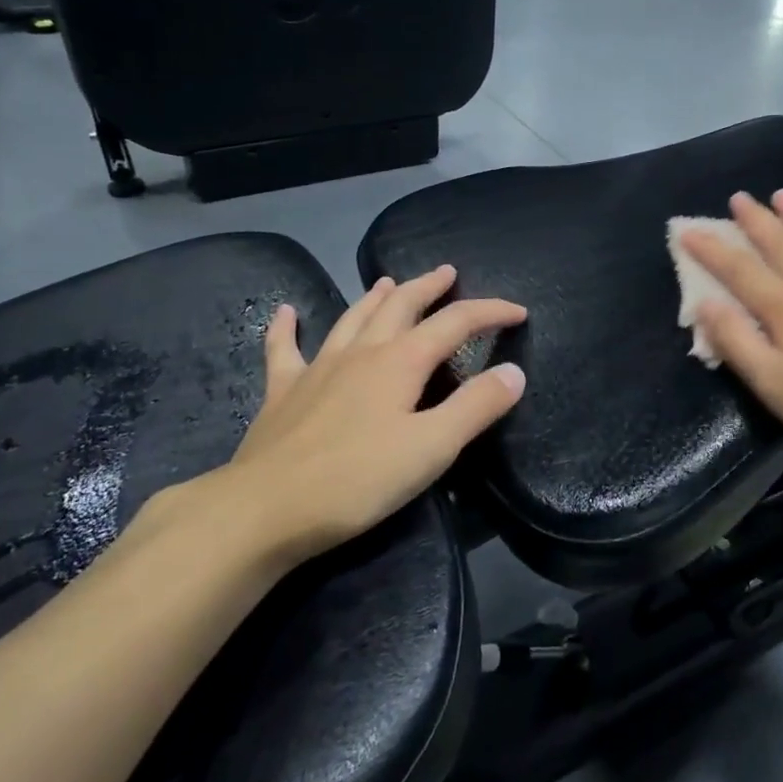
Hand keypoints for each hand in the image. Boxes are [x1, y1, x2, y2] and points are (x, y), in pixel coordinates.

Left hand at [145, 267, 525, 575]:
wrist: (264, 508)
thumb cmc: (357, 480)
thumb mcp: (432, 448)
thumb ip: (476, 407)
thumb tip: (514, 372)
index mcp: (400, 362)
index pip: (455, 323)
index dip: (490, 312)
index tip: (518, 312)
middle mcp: (361, 353)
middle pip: (401, 306)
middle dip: (429, 287)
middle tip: (447, 273)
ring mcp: (318, 368)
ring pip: (352, 318)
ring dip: (375, 297)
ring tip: (389, 281)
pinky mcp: (283, 392)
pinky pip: (285, 349)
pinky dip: (287, 328)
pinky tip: (285, 312)